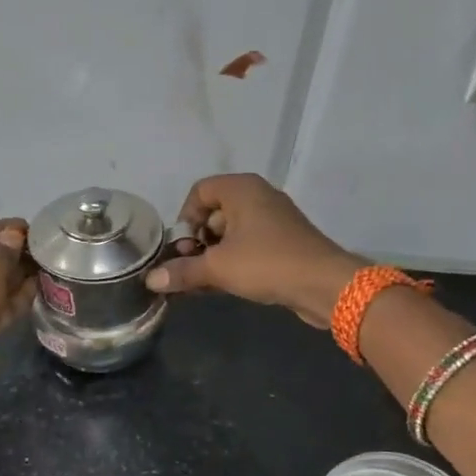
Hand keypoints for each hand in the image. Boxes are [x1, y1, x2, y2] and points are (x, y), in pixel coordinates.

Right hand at [145, 174, 360, 327]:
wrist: (324, 285)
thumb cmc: (267, 263)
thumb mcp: (218, 267)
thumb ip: (183, 270)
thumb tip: (151, 279)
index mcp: (242, 189)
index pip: (199, 191)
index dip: (185, 218)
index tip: (184, 247)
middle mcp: (258, 197)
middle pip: (214, 213)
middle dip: (197, 241)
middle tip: (192, 267)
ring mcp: (273, 221)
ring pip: (231, 234)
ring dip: (213, 256)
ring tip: (202, 282)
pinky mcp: (283, 244)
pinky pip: (248, 247)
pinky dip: (232, 262)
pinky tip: (220, 286)